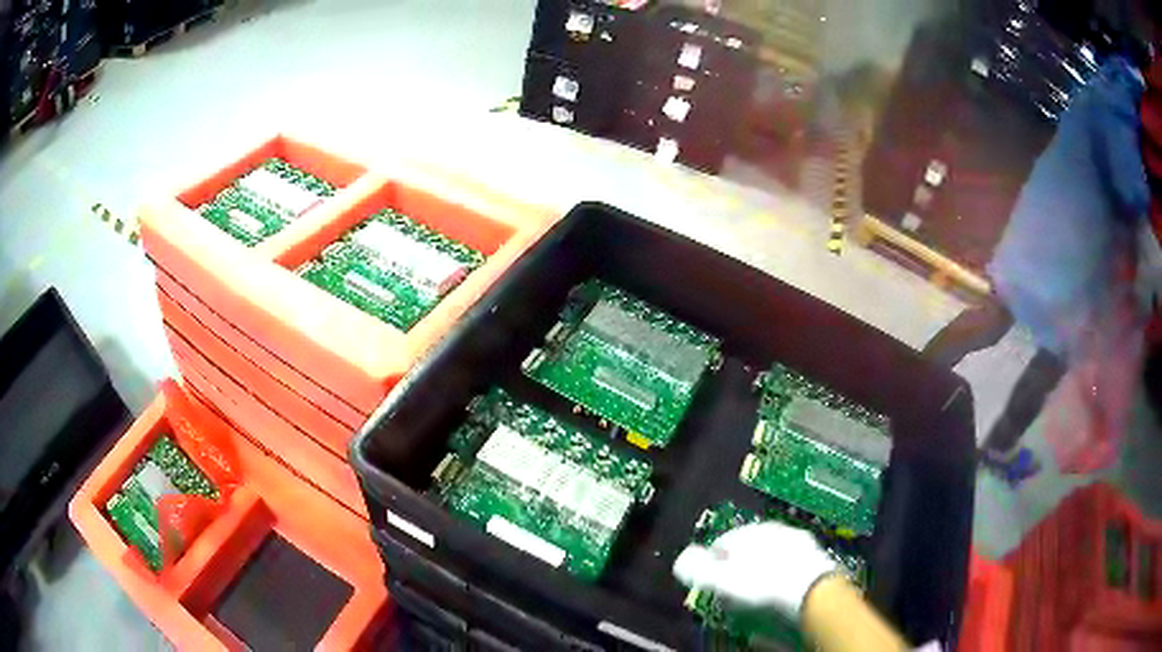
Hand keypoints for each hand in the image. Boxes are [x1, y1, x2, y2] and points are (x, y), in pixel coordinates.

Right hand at [673, 521, 837, 615]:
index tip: (711, 584)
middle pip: (747, 547)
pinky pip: (790, 561)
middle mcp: (771, 528)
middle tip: (733, 589)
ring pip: (770, 553)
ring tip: (758, 591)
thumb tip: (681, 560)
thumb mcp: (722, 581)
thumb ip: (698, 569)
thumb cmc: (761, 585)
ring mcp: (795, 538)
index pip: (721, 543)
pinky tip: (780, 588)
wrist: (810, 589)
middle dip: (738, 565)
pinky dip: (782, 572)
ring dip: (761, 568)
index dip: (712, 564)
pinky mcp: (814, 552)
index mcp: (747, 532)